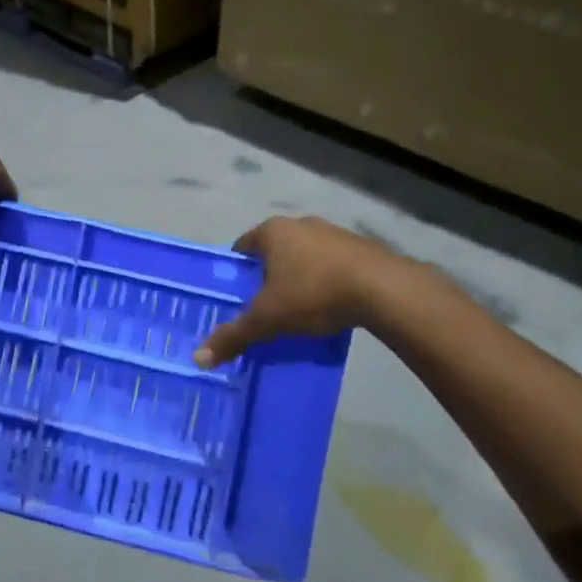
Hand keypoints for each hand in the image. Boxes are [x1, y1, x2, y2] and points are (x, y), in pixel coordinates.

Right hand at [195, 217, 398, 367]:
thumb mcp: (268, 318)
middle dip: (267, 275)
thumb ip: (234, 335)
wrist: (382, 288)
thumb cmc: (314, 293)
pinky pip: (330, 262)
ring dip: (298, 276)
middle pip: (272, 250)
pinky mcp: (358, 246)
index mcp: (272, 231)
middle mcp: (299, 223)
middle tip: (264, 306)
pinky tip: (329, 304)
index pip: (241, 247)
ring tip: (298, 308)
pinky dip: (324, 279)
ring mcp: (331, 231)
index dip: (236, 272)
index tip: (238, 296)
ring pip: (303, 255)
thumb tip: (198, 358)